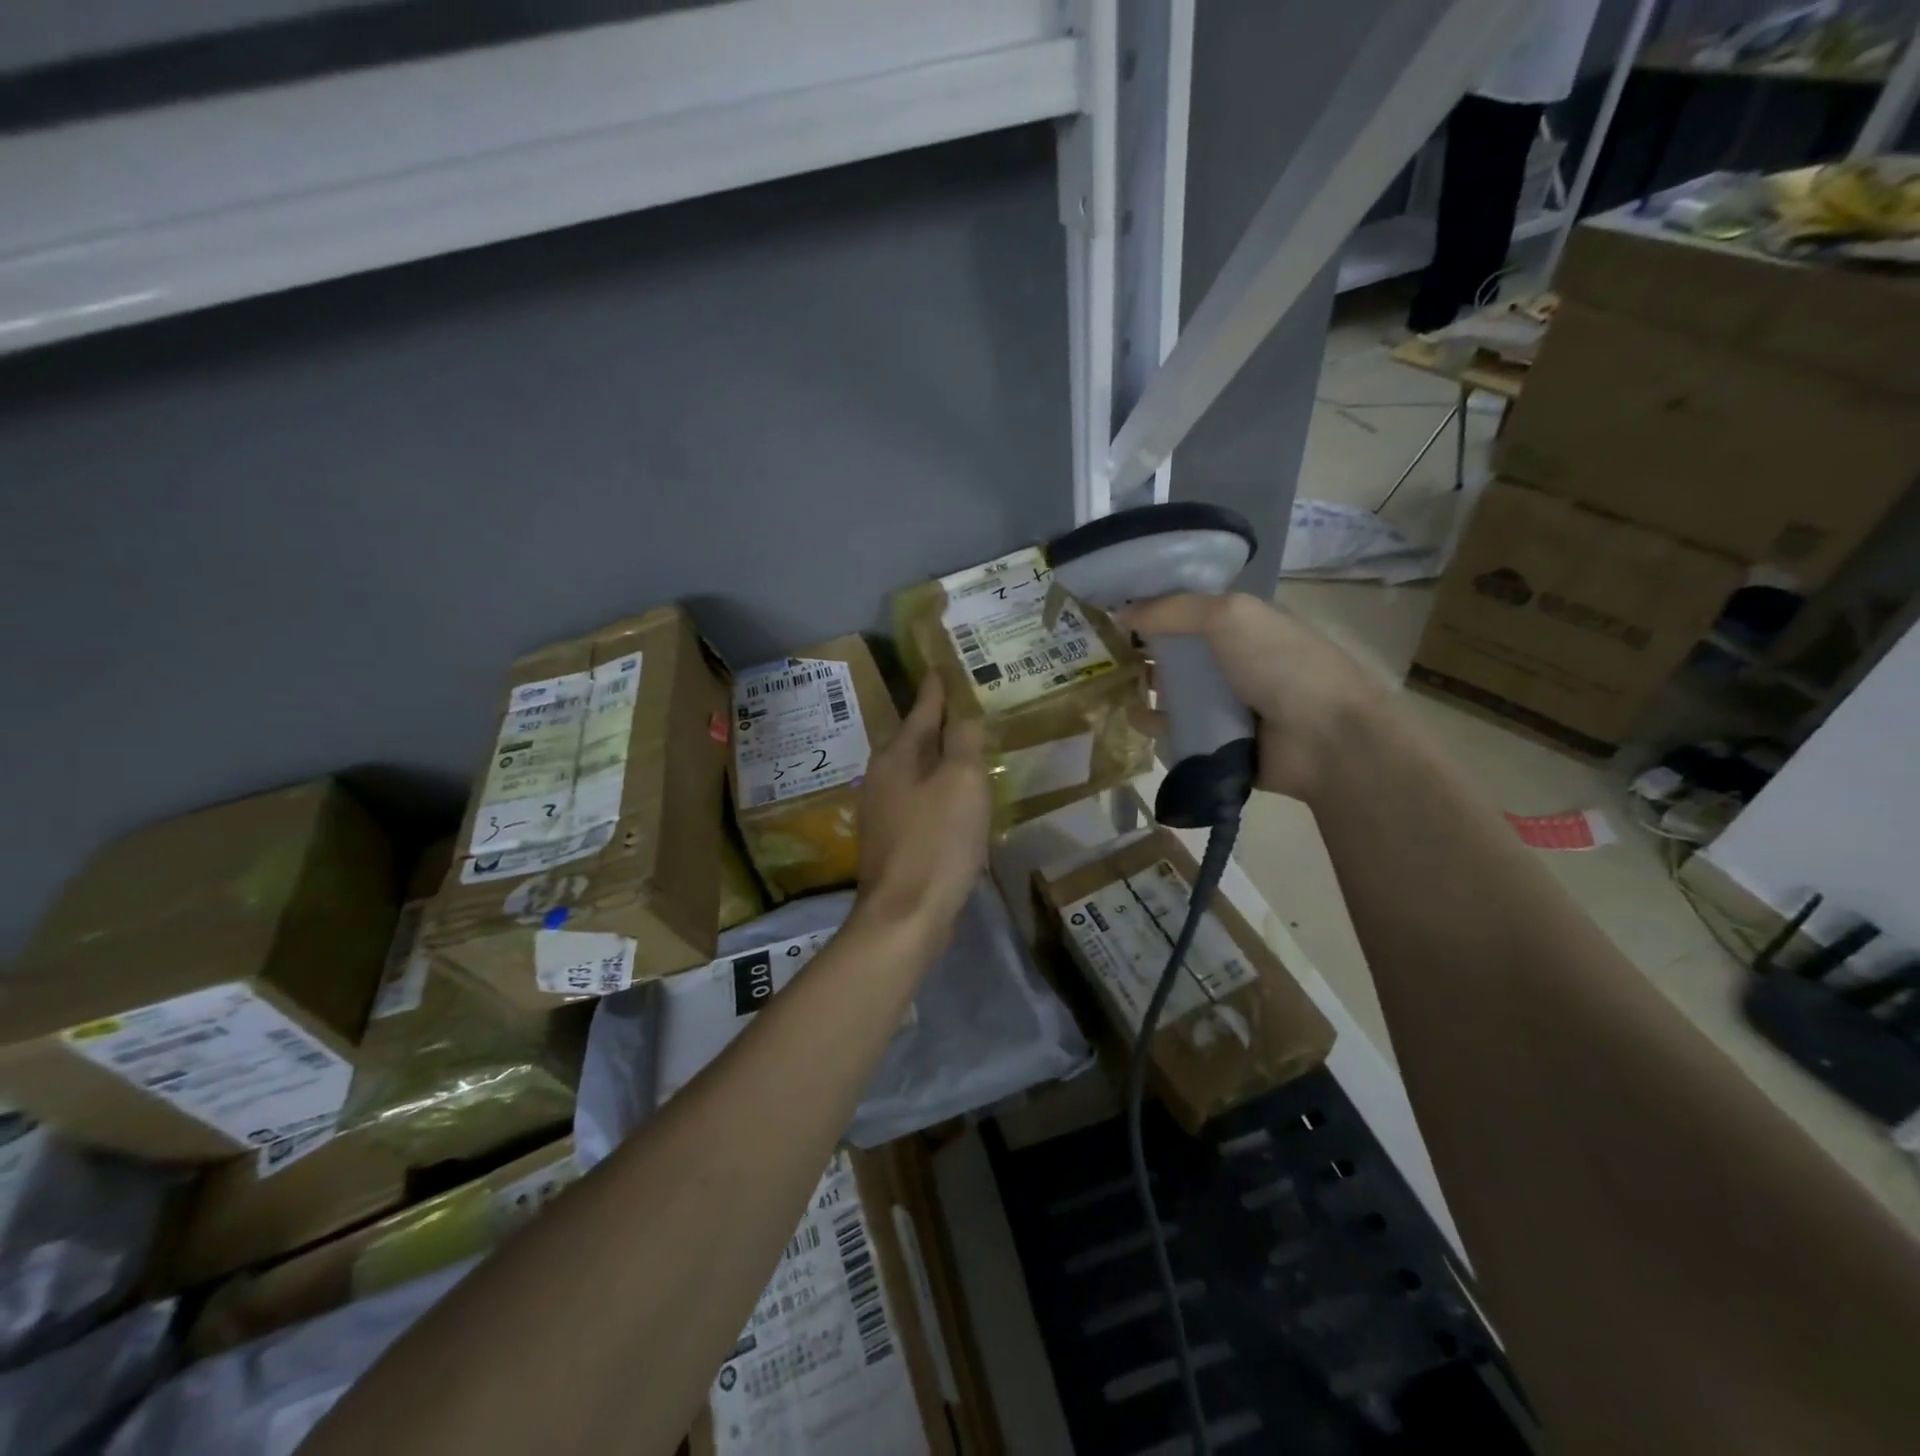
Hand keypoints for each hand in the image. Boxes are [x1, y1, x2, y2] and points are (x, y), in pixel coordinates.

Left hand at [855, 674, 990, 933]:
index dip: (937, 688)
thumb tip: (963, 712)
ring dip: (938, 759)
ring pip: (915, 771)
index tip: (943, 667)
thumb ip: (964, 741)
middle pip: (914, 739)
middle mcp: (881, 776)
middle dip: (937, 723)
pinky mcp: (890, 840)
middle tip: (965, 708)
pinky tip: (954, 801)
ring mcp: (881, 811)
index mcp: (897, 755)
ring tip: (965, 751)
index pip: (921, 708)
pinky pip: (918, 801)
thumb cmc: (937, 841)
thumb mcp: (962, 782)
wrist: (905, 915)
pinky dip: (937, 791)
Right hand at [1118, 592, 1388, 802]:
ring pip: (1173, 692)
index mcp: (1240, 625)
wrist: (1326, 737)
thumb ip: (1172, 609)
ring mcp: (1225, 704)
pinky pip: (1177, 731)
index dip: (1151, 607)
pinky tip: (1131, 718)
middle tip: (1099, 652)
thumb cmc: (1281, 663)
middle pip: (1175, 652)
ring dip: (1143, 688)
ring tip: (1107, 686)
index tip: (1109, 610)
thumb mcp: (1229, 616)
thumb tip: (1119, 611)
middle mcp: (1231, 661)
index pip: (1187, 610)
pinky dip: (1155, 726)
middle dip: (1139, 650)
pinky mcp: (1217, 742)